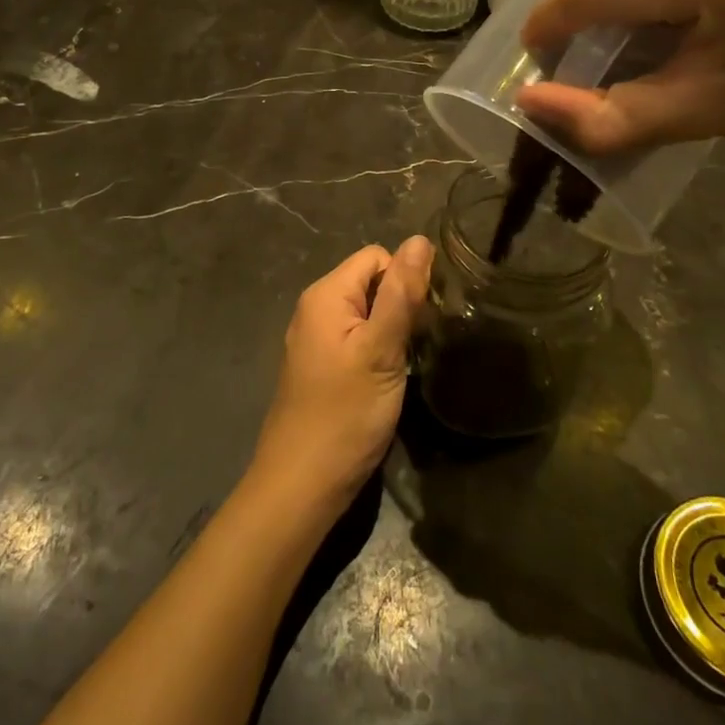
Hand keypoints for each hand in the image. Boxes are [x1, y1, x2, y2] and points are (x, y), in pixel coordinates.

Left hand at [249, 236, 434, 518]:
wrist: (301, 485)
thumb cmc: (344, 414)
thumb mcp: (381, 350)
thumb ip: (401, 293)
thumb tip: (420, 239)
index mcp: (326, 294)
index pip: (377, 257)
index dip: (405, 280)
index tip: (424, 319)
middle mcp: (315, 307)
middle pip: (370, 282)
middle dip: (400, 304)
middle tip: (418, 344)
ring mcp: (314, 338)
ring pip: (365, 312)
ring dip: (390, 329)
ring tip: (406, 362)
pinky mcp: (320, 366)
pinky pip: (354, 338)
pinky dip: (375, 349)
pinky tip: (386, 378)